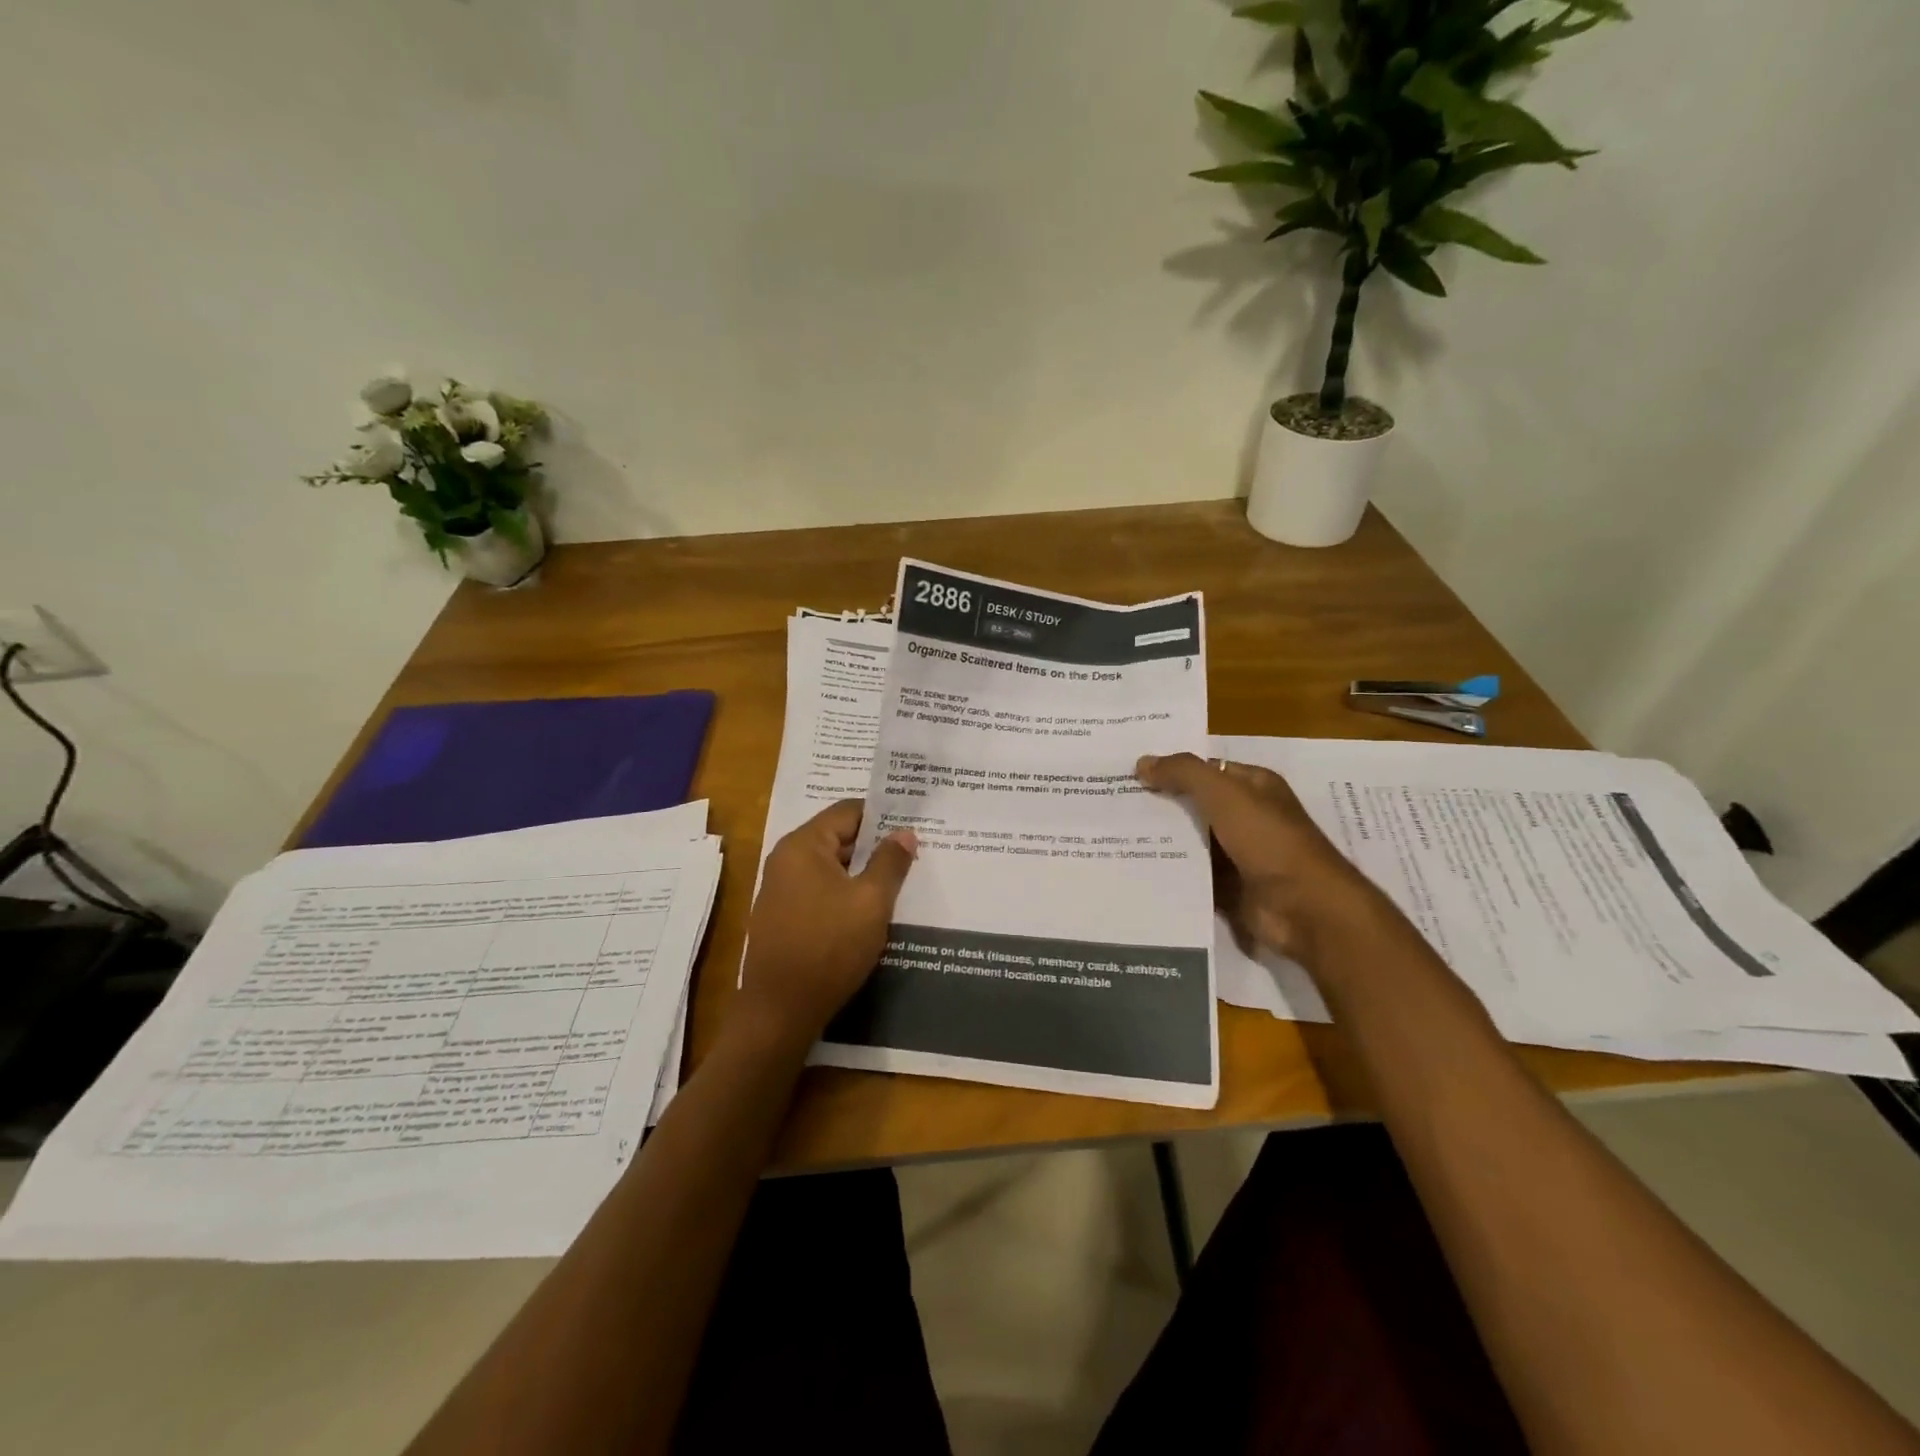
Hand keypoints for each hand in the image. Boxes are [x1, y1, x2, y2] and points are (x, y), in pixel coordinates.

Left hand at [735, 800, 917, 1047]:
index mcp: (803, 846)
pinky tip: (871, 908)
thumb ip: (890, 862)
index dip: (883, 815)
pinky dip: (846, 892)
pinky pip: (821, 891)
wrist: (780, 1011)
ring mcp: (781, 890)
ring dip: (862, 871)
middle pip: (838, 837)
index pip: (847, 812)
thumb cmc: (829, 947)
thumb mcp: (871, 902)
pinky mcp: (784, 917)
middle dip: (875, 844)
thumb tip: (904, 833)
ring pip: (831, 867)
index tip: (914, 823)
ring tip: (900, 878)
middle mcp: (786, 860)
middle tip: (914, 851)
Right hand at [1135, 752, 1385, 965]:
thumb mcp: (1225, 794)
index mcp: (1253, 786)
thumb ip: (1184, 773)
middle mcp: (1247, 817)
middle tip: (1111, 803)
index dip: (1170, 769)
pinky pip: (1192, 875)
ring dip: (1161, 840)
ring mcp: (1238, 855)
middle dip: (1159, 805)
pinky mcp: (1229, 888)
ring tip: (1113, 835)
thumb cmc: (1269, 840)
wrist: (1304, 909)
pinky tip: (1134, 868)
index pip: (1205, 770)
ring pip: (1190, 842)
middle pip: (1194, 805)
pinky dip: (1170, 873)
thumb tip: (1142, 762)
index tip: (1128, 773)